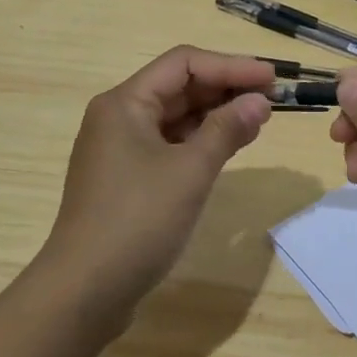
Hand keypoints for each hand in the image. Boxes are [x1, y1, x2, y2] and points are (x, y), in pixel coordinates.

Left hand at [40, 46, 273, 325]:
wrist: (84, 292)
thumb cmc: (137, 221)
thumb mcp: (190, 171)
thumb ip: (227, 129)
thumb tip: (259, 102)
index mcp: (125, 103)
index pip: (184, 64)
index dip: (231, 66)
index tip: (271, 79)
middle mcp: (119, 117)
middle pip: (179, 87)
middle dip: (226, 89)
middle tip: (271, 99)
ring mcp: (120, 149)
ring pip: (176, 117)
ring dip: (216, 115)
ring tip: (259, 120)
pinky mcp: (127, 178)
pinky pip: (170, 144)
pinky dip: (201, 141)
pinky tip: (230, 146)